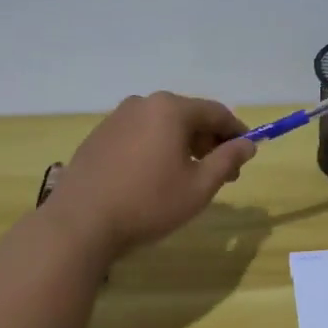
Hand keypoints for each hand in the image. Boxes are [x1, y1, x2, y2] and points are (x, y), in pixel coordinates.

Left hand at [45, 92, 257, 257]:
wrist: (80, 224)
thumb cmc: (148, 203)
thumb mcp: (199, 186)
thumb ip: (227, 160)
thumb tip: (247, 144)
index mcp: (170, 109)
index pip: (216, 112)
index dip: (236, 131)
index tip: (247, 153)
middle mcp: (143, 103)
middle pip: (188, 116)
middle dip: (209, 141)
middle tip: (222, 172)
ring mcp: (116, 118)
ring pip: (162, 125)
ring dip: (182, 145)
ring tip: (189, 176)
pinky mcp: (98, 136)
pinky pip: (139, 135)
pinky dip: (156, 148)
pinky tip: (155, 176)